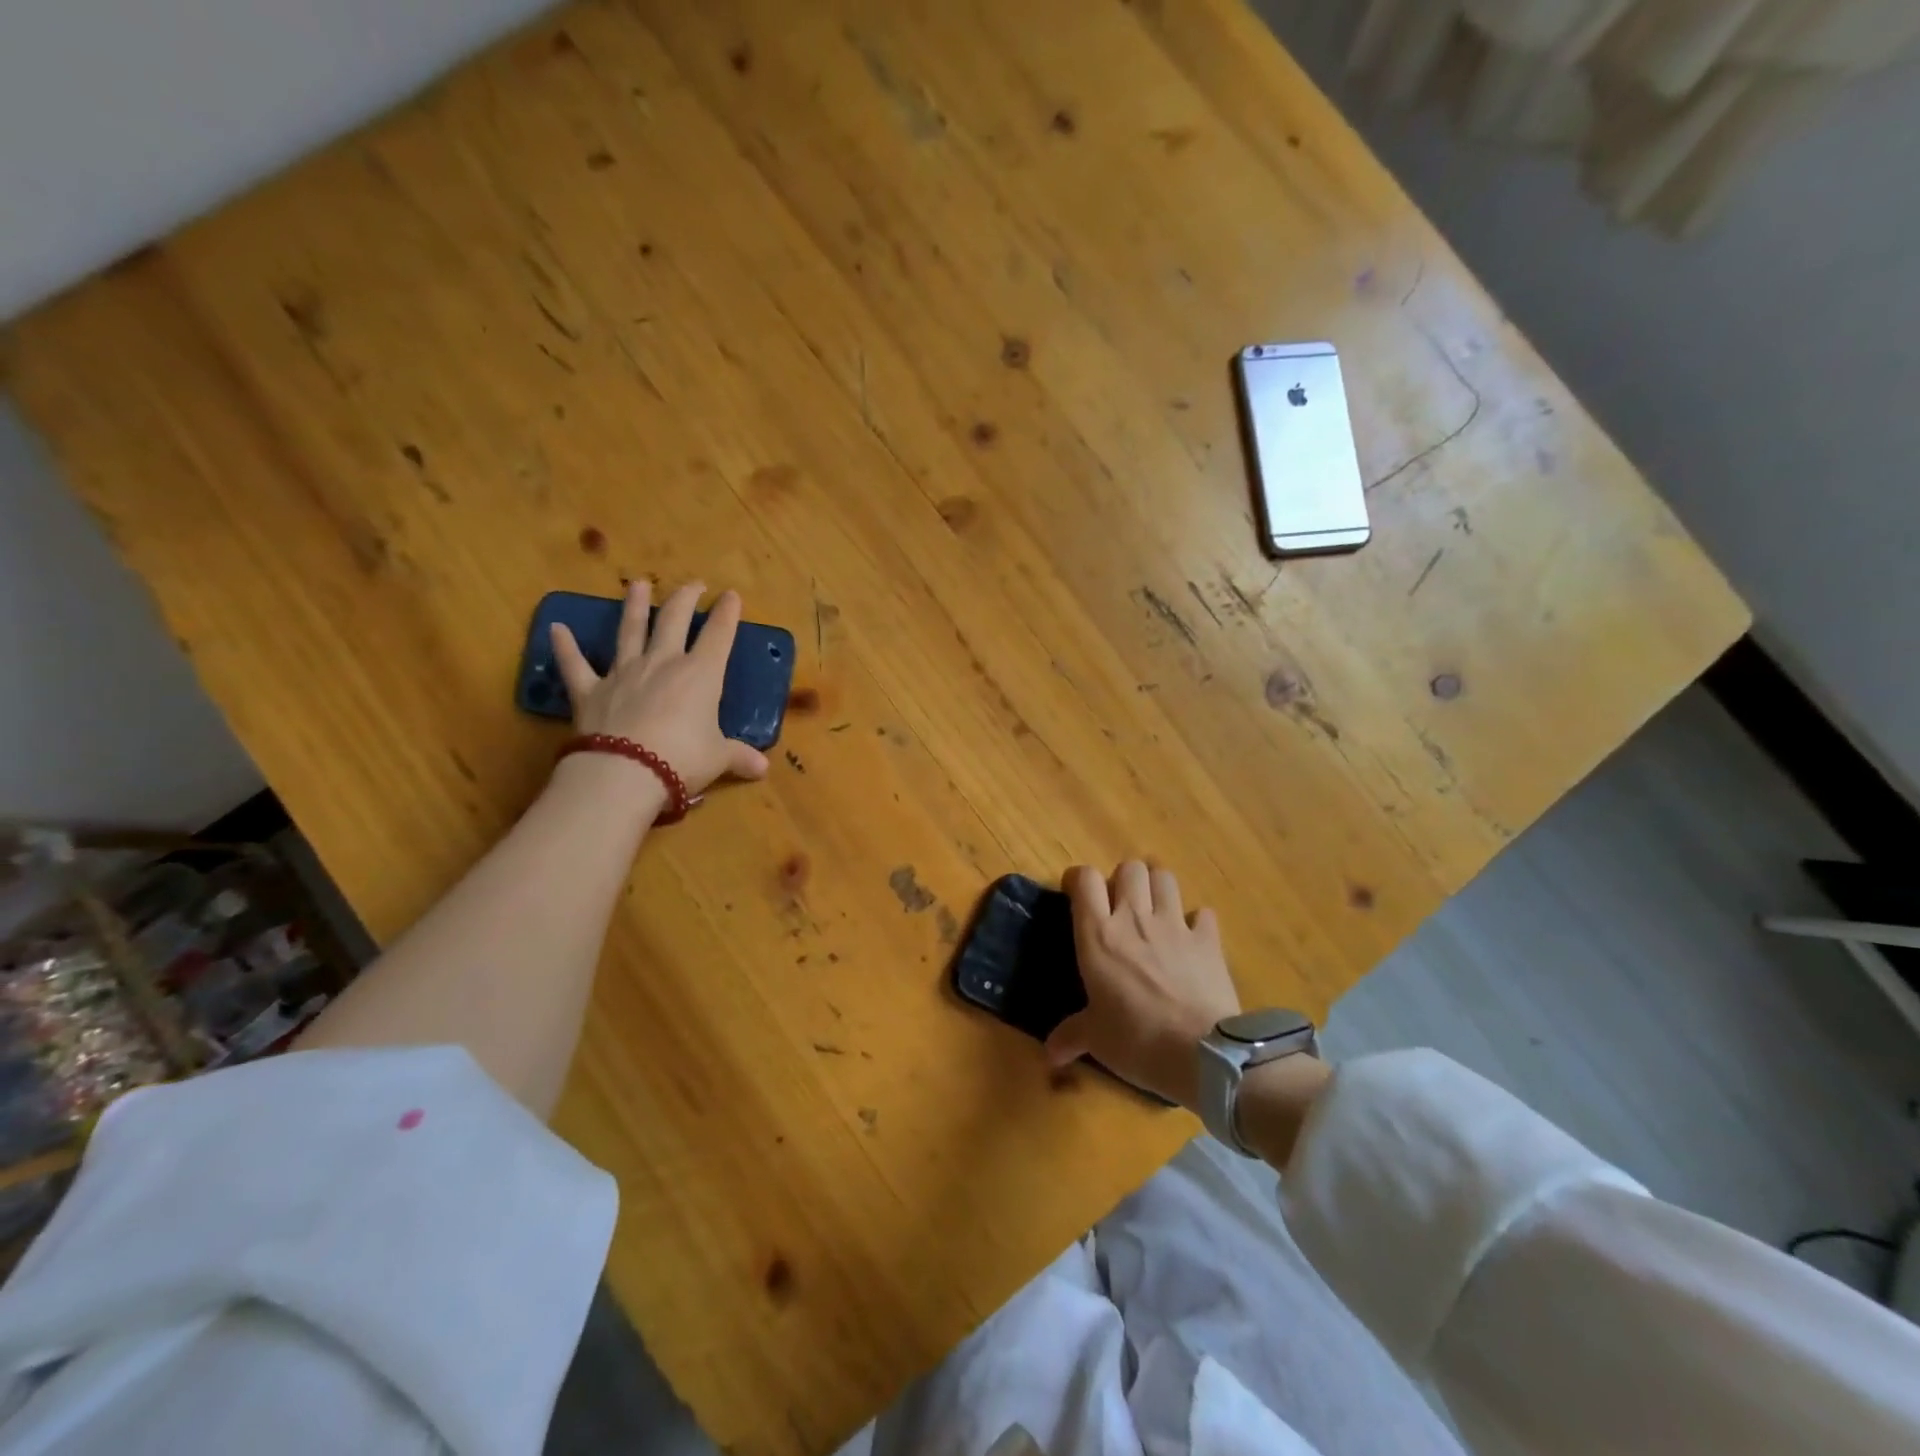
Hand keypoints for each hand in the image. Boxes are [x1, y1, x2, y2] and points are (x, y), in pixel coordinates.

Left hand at [550, 579, 770, 796]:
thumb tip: (763, 769)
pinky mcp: (590, 691)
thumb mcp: (718, 758)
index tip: (731, 595)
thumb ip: (738, 756)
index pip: (719, 635)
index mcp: (701, 674)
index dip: (727, 613)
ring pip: (630, 631)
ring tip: (637, 584)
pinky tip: (556, 629)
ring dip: (634, 606)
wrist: (625, 772)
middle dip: (685, 599)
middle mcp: (663, 664)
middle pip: (674, 621)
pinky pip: (575, 665)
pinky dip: (565, 647)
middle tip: (693, 584)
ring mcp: (624, 673)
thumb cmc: (683, 760)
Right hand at [1045, 862, 1239, 1110]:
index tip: (1077, 896)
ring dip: (1157, 887)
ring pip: (1165, 877)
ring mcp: (1175, 926)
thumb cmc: (1137, 1041)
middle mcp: (1135, 919)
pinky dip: (1196, 921)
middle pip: (1129, 868)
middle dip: (1123, 880)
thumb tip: (1050, 1053)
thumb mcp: (1096, 1040)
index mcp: (1099, 936)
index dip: (1079, 880)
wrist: (1203, 1054)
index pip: (1085, 879)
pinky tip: (1191, 939)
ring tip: (1154, 911)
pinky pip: (1202, 913)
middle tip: (1120, 907)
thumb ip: (1070, 1036)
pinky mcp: (1208, 940)